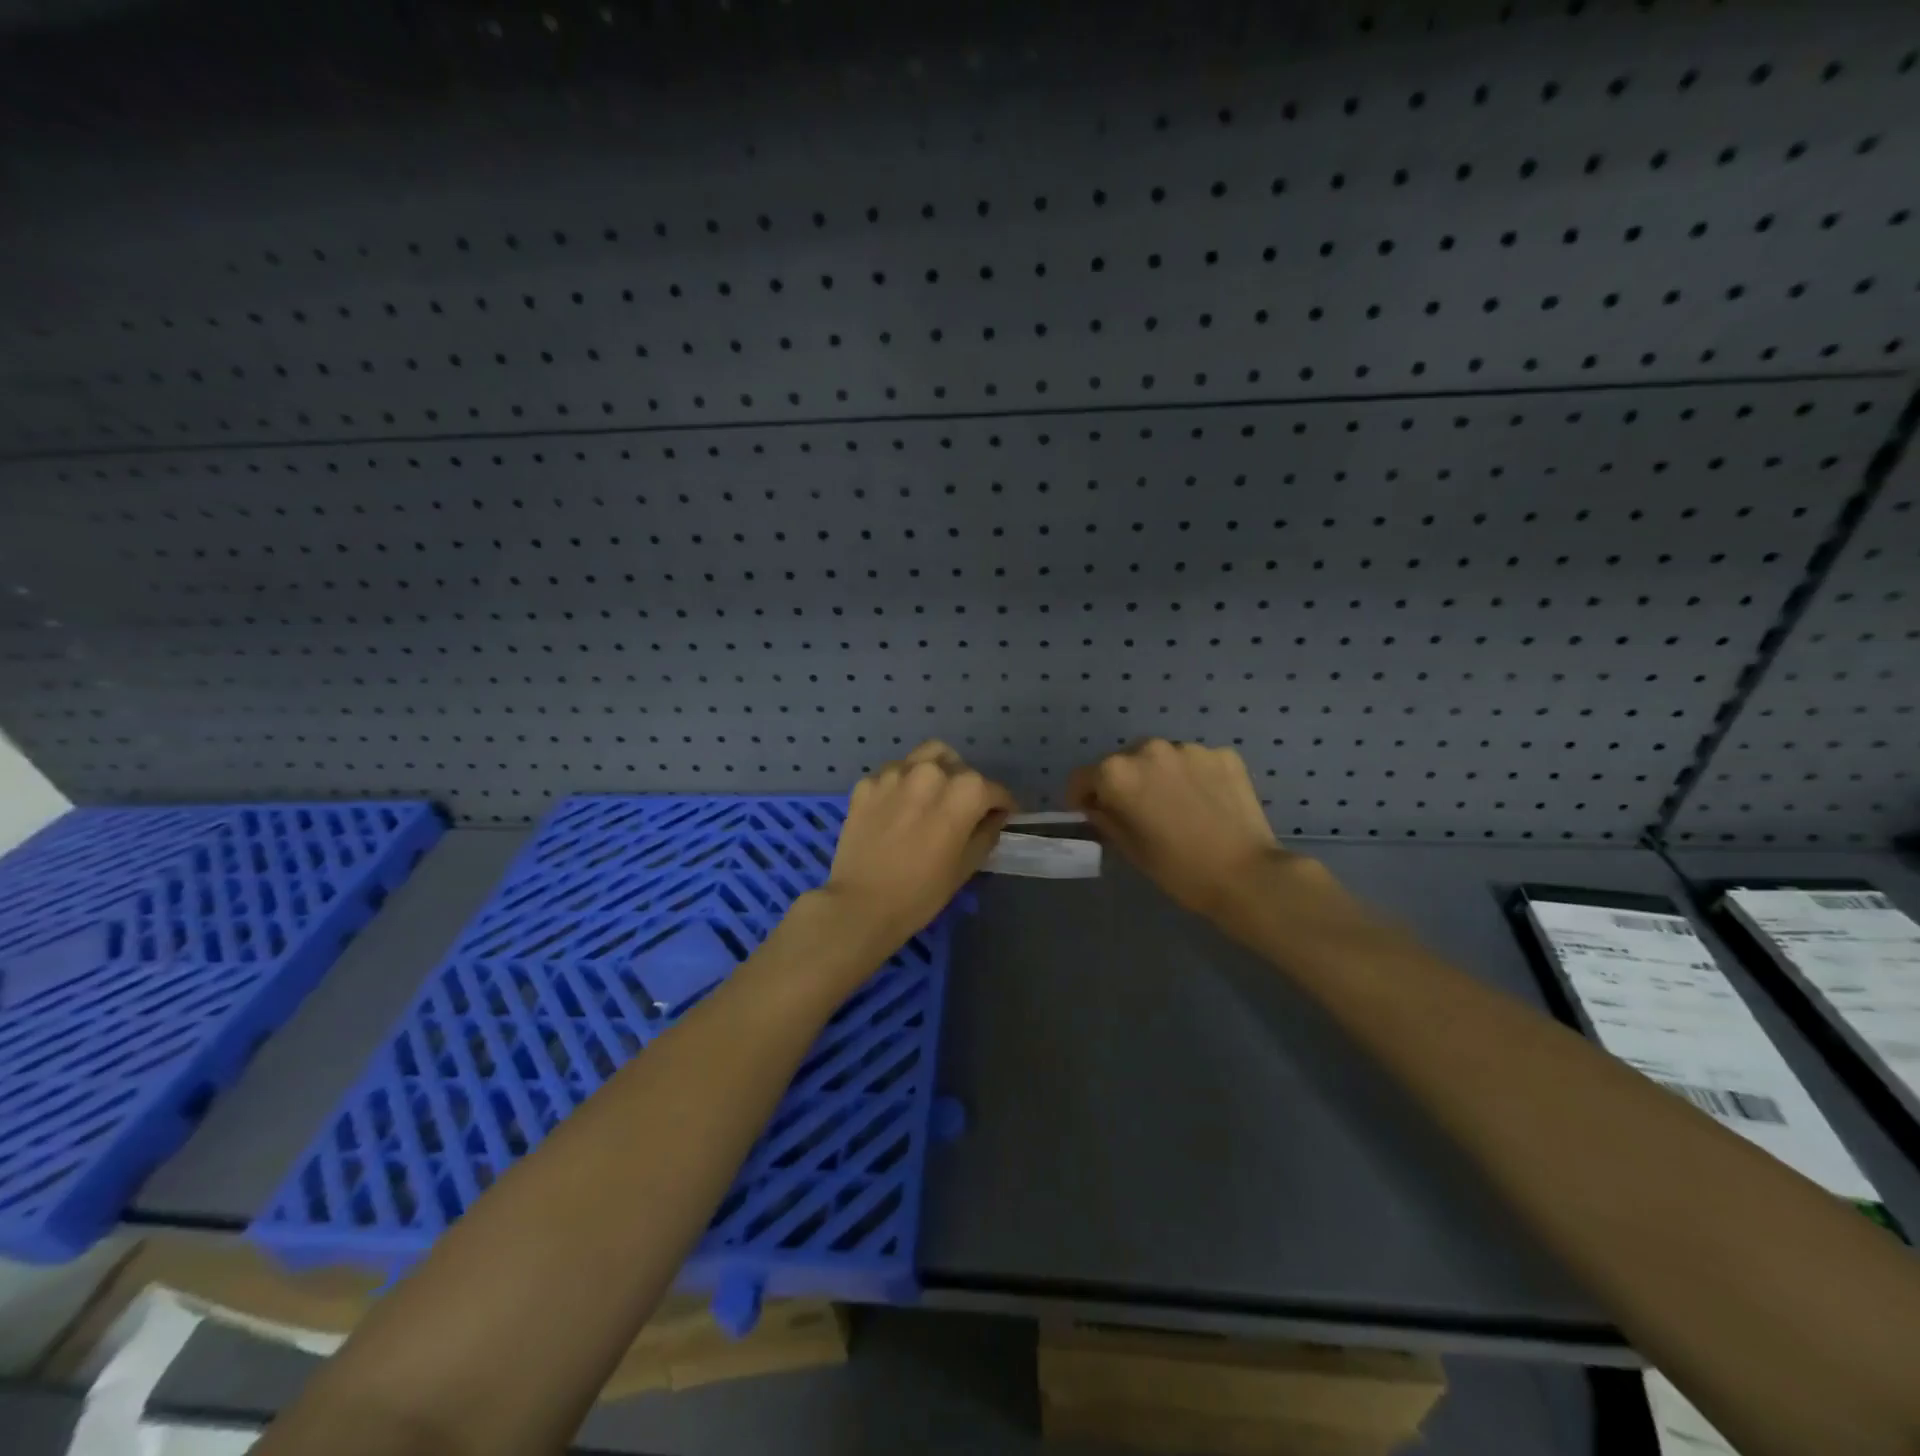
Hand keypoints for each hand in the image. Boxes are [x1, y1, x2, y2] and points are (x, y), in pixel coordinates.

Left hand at [822, 741, 1015, 948]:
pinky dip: (902, 785)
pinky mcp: (866, 783)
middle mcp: (931, 772)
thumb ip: (986, 833)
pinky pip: (893, 773)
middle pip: (959, 767)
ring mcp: (894, 774)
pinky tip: (898, 809)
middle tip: (963, 810)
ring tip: (931, 797)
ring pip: (925, 757)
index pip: (993, 790)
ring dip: (936, 772)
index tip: (1002, 816)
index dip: (1002, 805)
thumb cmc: (921, 892)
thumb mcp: (966, 866)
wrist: (860, 905)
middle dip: (967, 786)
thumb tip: (994, 817)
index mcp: (964, 792)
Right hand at [1068, 739, 1324, 924]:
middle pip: (1124, 761)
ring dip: (1159, 776)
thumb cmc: (1179, 869)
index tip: (1092, 813)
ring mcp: (1189, 748)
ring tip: (1176, 806)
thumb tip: (1098, 805)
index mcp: (1118, 774)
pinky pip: (1195, 762)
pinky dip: (1193, 776)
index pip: (1083, 777)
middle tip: (1139, 811)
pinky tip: (1205, 803)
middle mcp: (1149, 749)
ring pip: (1161, 758)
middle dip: (1125, 782)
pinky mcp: (1223, 754)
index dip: (1082, 797)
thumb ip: (1106, 819)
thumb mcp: (1130, 849)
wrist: (1247, 876)